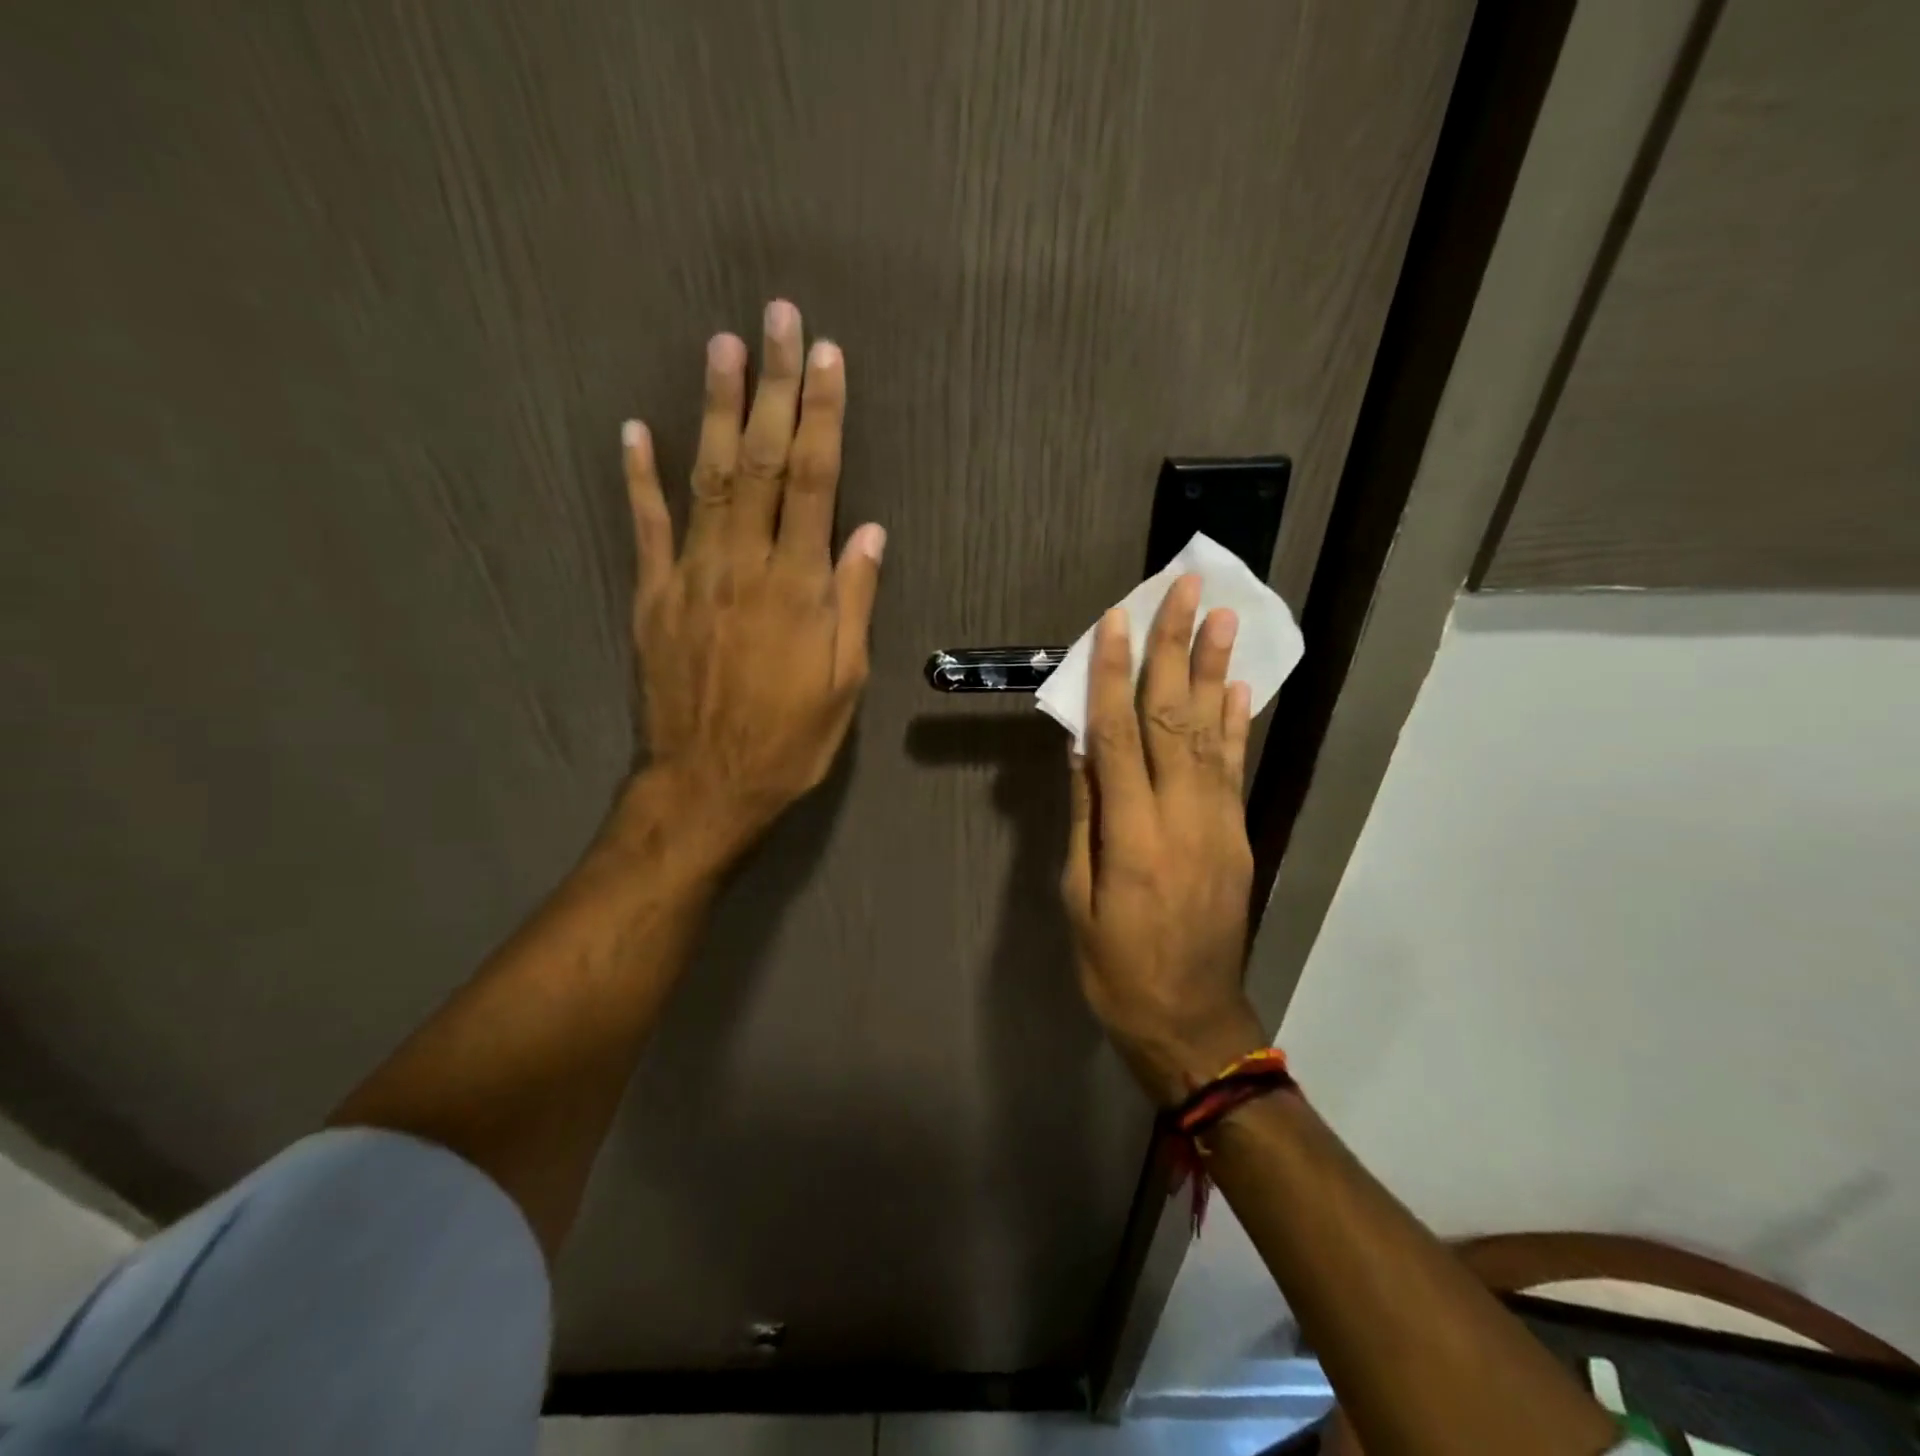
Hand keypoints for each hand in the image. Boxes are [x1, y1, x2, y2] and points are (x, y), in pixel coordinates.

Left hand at [620, 300, 884, 854]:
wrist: (706, 785)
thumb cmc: (789, 742)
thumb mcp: (843, 685)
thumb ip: (853, 604)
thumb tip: (869, 534)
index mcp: (798, 589)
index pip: (817, 483)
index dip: (823, 416)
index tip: (827, 357)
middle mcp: (744, 567)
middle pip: (764, 463)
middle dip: (772, 387)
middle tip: (775, 319)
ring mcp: (691, 577)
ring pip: (707, 479)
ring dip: (716, 411)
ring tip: (720, 346)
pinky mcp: (653, 598)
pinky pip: (645, 528)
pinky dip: (639, 477)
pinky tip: (635, 430)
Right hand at [1061, 576, 1266, 1105]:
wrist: (1193, 1021)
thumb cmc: (1116, 966)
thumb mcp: (1079, 899)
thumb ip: (1085, 819)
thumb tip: (1081, 751)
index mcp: (1133, 835)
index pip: (1118, 737)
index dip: (1112, 676)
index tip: (1113, 623)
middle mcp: (1183, 817)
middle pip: (1174, 718)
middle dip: (1175, 649)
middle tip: (1185, 590)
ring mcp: (1220, 824)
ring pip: (1213, 732)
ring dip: (1214, 669)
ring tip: (1220, 616)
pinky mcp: (1238, 836)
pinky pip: (1235, 768)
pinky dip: (1236, 722)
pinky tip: (1237, 685)